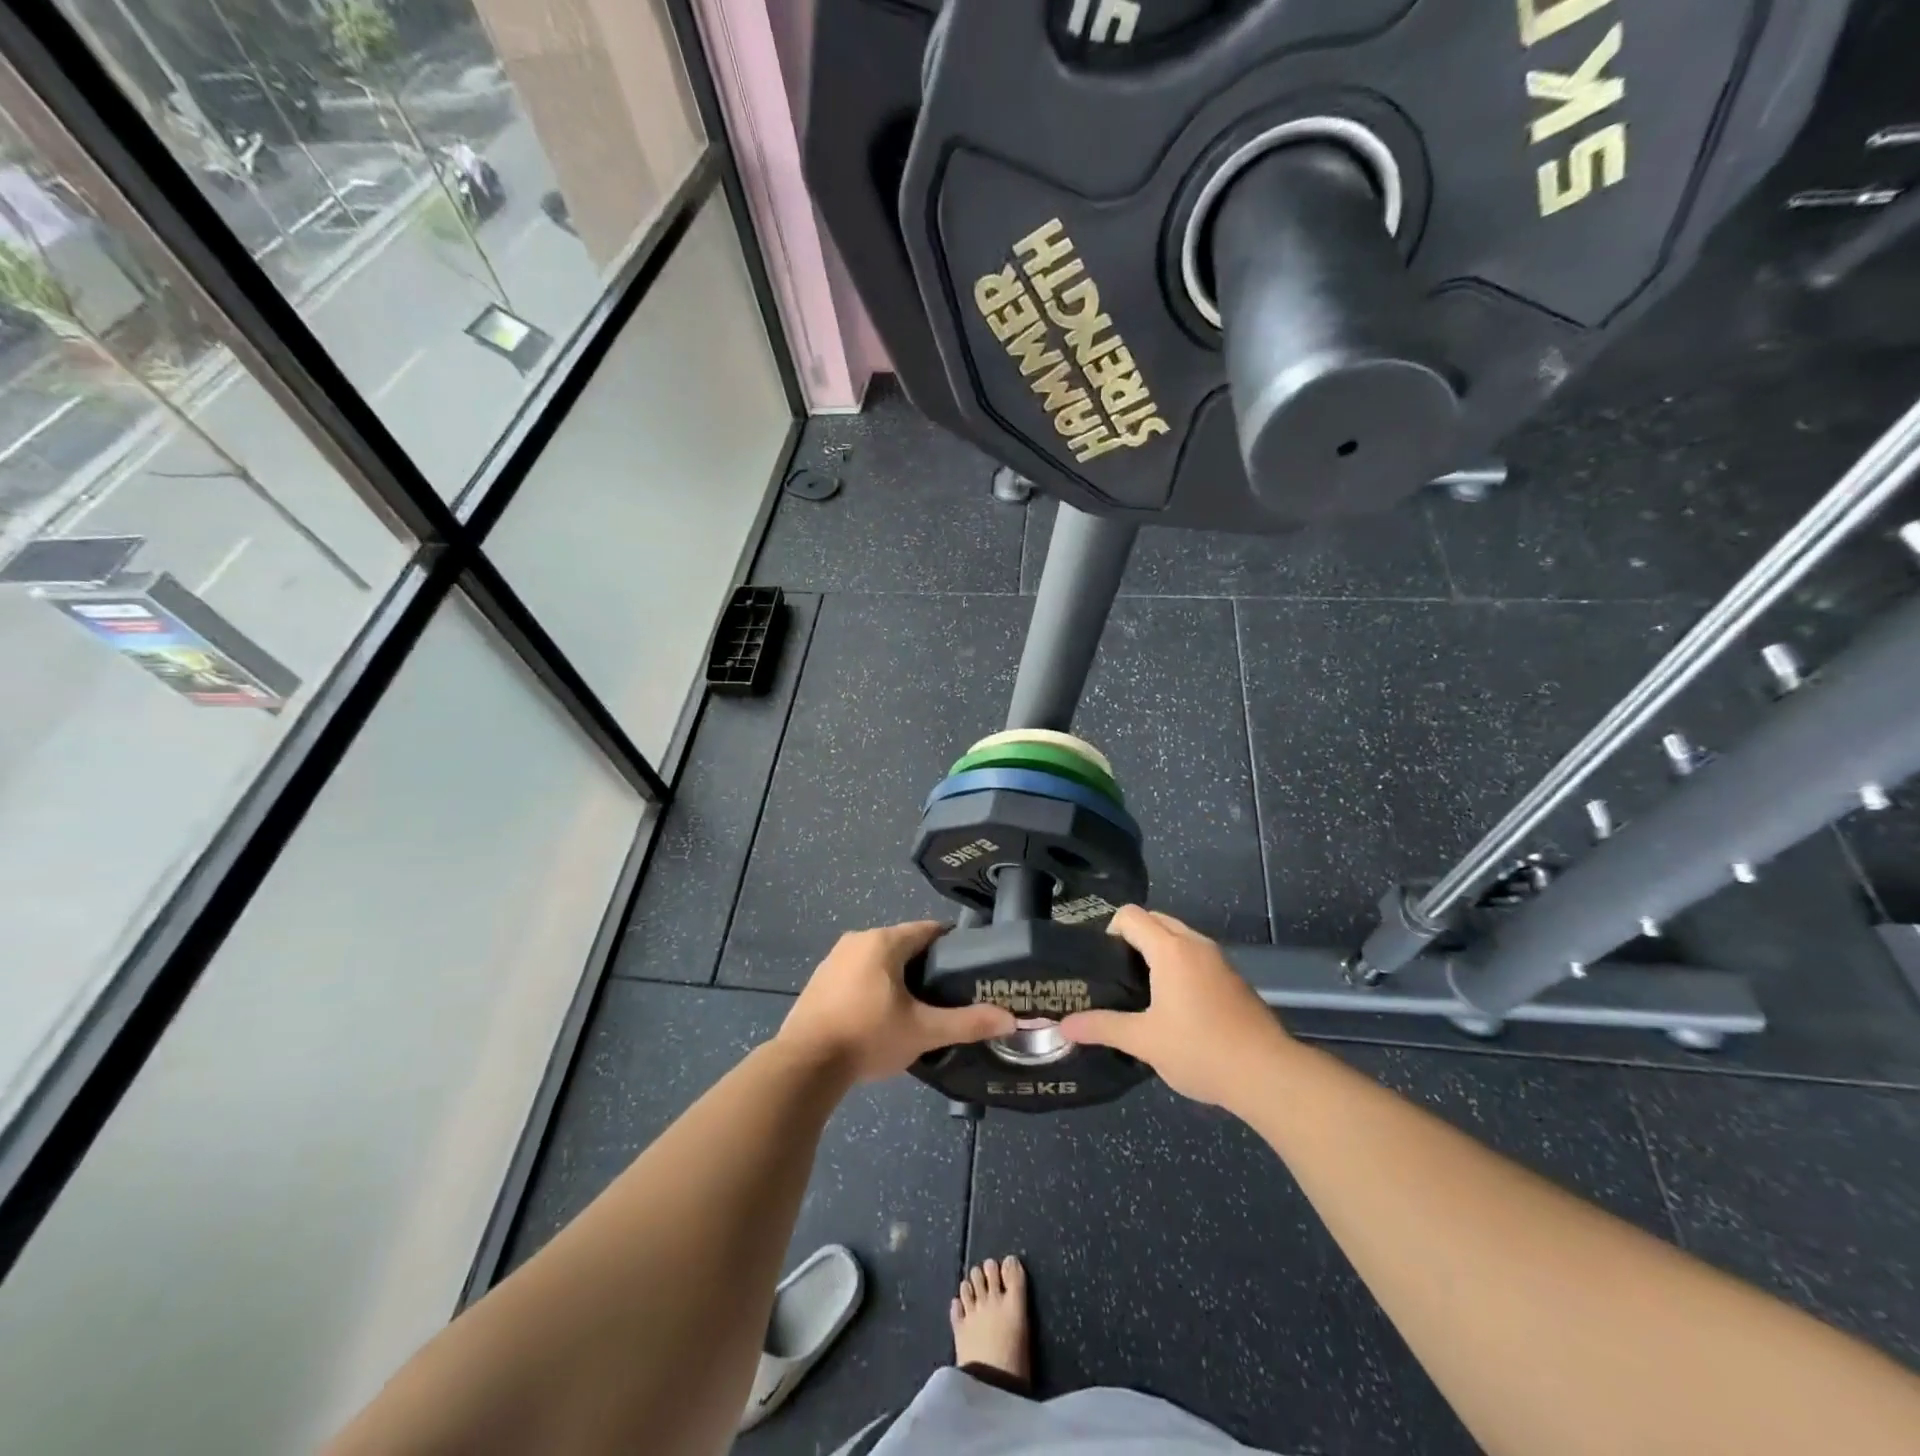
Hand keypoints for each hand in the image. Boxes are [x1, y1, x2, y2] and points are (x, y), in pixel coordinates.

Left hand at [777, 921, 1017, 1082]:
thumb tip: (1010, 1018)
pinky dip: (874, 986)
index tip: (970, 966)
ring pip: (879, 959)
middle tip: (949, 993)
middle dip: (926, 965)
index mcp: (883, 942)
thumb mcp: (923, 1031)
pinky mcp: (820, 980)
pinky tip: (882, 1016)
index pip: (928, 930)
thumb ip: (967, 1023)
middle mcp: (858, 940)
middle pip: (903, 944)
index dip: (952, 945)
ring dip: (899, 977)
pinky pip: (858, 973)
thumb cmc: (868, 1037)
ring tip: (919, 1007)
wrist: (804, 1065)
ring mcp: (834, 959)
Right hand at [1061, 906, 1294, 1108]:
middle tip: (1116, 976)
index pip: (1130, 915)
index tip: (1101, 964)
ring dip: (1157, 952)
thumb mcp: (1144, 1041)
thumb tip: (1063, 1025)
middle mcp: (1195, 944)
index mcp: (1171, 949)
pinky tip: (1173, 1007)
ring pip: (1178, 938)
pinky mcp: (1233, 979)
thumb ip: (1102, 1027)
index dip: (1109, 931)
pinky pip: (1195, 956)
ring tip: (1140, 992)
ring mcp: (1218, 960)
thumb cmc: (1200, 1050)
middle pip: (1155, 920)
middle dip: (1132, 939)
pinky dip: (1178, 966)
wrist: (1268, 1075)